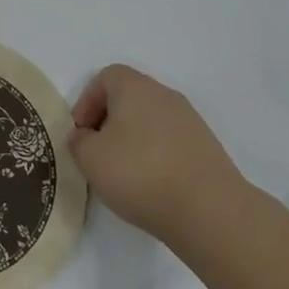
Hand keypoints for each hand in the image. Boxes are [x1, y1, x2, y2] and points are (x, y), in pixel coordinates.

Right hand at [69, 65, 258, 245]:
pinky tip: (153, 184)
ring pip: (151, 120)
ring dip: (134, 140)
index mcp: (135, 87)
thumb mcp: (90, 158)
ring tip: (125, 173)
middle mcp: (164, 95)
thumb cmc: (140, 174)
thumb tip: (85, 137)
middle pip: (129, 97)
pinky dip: (157, 155)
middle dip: (109, 121)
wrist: (210, 210)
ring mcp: (190, 120)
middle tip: (99, 153)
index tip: (82, 133)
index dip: (87, 102)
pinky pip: (171, 141)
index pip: (105, 77)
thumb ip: (78, 141)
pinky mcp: (207, 147)